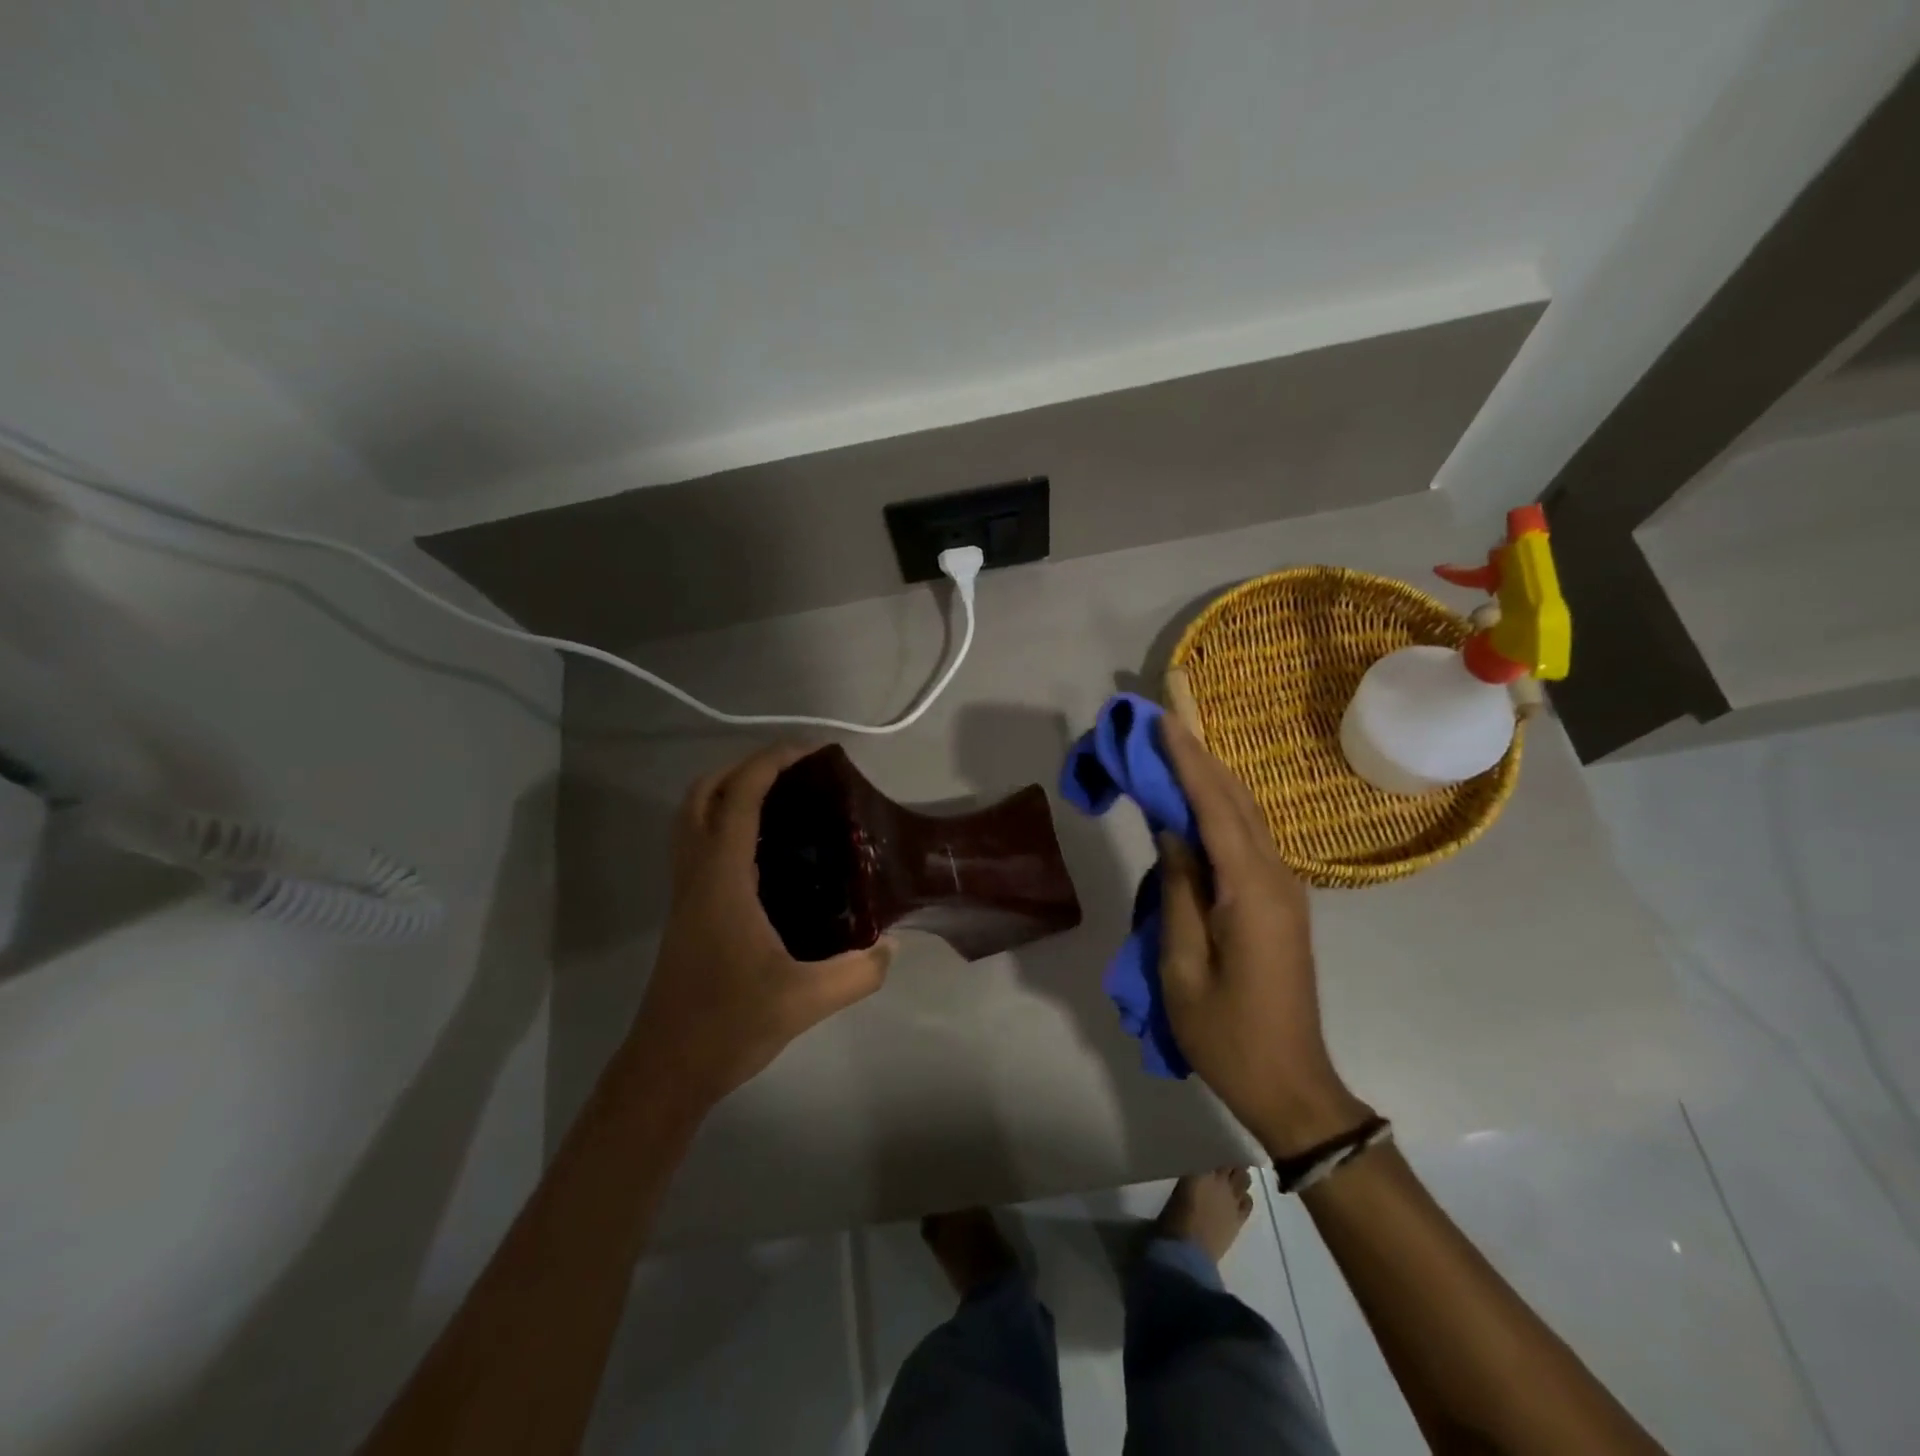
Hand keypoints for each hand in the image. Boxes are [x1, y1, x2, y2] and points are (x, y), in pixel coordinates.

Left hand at [625, 743, 894, 1114]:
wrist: (668, 1069)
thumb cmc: (729, 1024)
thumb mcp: (806, 999)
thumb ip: (858, 972)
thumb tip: (891, 947)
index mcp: (722, 879)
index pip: (738, 798)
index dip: (770, 763)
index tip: (810, 752)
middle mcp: (697, 874)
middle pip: (702, 795)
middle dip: (743, 768)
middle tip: (793, 773)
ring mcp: (686, 893)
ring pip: (693, 819)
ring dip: (728, 793)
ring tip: (781, 800)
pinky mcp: (687, 912)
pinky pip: (699, 845)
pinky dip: (724, 825)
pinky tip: (766, 852)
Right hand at [1157, 717, 1369, 1153]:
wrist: (1291, 1085)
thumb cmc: (1226, 1034)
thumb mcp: (1181, 966)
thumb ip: (1178, 892)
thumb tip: (1172, 833)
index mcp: (1251, 891)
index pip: (1215, 808)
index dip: (1187, 761)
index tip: (1162, 721)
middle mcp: (1275, 878)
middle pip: (1235, 801)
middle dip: (1199, 757)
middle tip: (1162, 721)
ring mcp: (1283, 889)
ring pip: (1245, 816)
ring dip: (1210, 778)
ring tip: (1174, 747)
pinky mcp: (1279, 902)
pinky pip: (1246, 840)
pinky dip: (1220, 809)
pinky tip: (1197, 800)